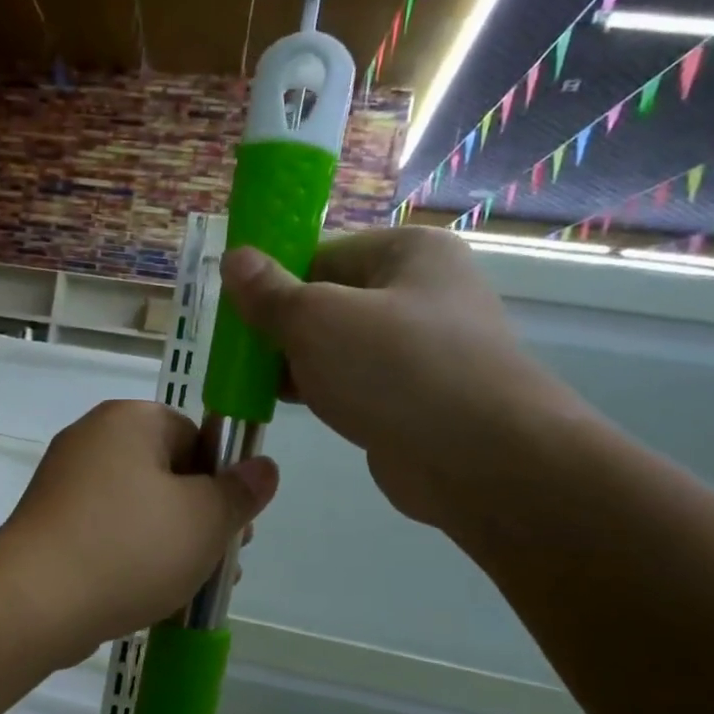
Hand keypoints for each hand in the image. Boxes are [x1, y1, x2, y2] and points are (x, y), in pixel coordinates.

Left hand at [0, 400, 277, 661]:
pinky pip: (107, 533)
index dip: (222, 482)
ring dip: (171, 545)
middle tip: (220, 564)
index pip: (195, 436)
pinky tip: (151, 596)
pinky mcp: (50, 524)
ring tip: (192, 590)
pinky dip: (132, 557)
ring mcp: (64, 483)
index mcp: (129, 420)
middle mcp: (92, 440)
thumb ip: (241, 491)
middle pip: (168, 474)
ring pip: (139, 509)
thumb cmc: (130, 548)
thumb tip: (263, 467)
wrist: (35, 603)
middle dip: (200, 520)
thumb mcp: (205, 519)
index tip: (233, 527)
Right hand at [221, 228, 586, 530]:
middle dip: (281, 327)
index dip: (273, 281)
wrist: (480, 461)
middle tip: (238, 355)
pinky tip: (288, 405)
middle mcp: (420, 292)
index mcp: (407, 252)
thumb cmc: (396, 370)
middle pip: (327, 300)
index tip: (235, 313)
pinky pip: (355, 381)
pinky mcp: (415, 396)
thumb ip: (269, 292)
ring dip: (296, 363)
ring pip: (338, 346)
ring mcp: (421, 348)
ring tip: (252, 382)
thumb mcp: (317, 320)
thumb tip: (234, 257)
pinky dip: (322, 390)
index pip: (320, 254)